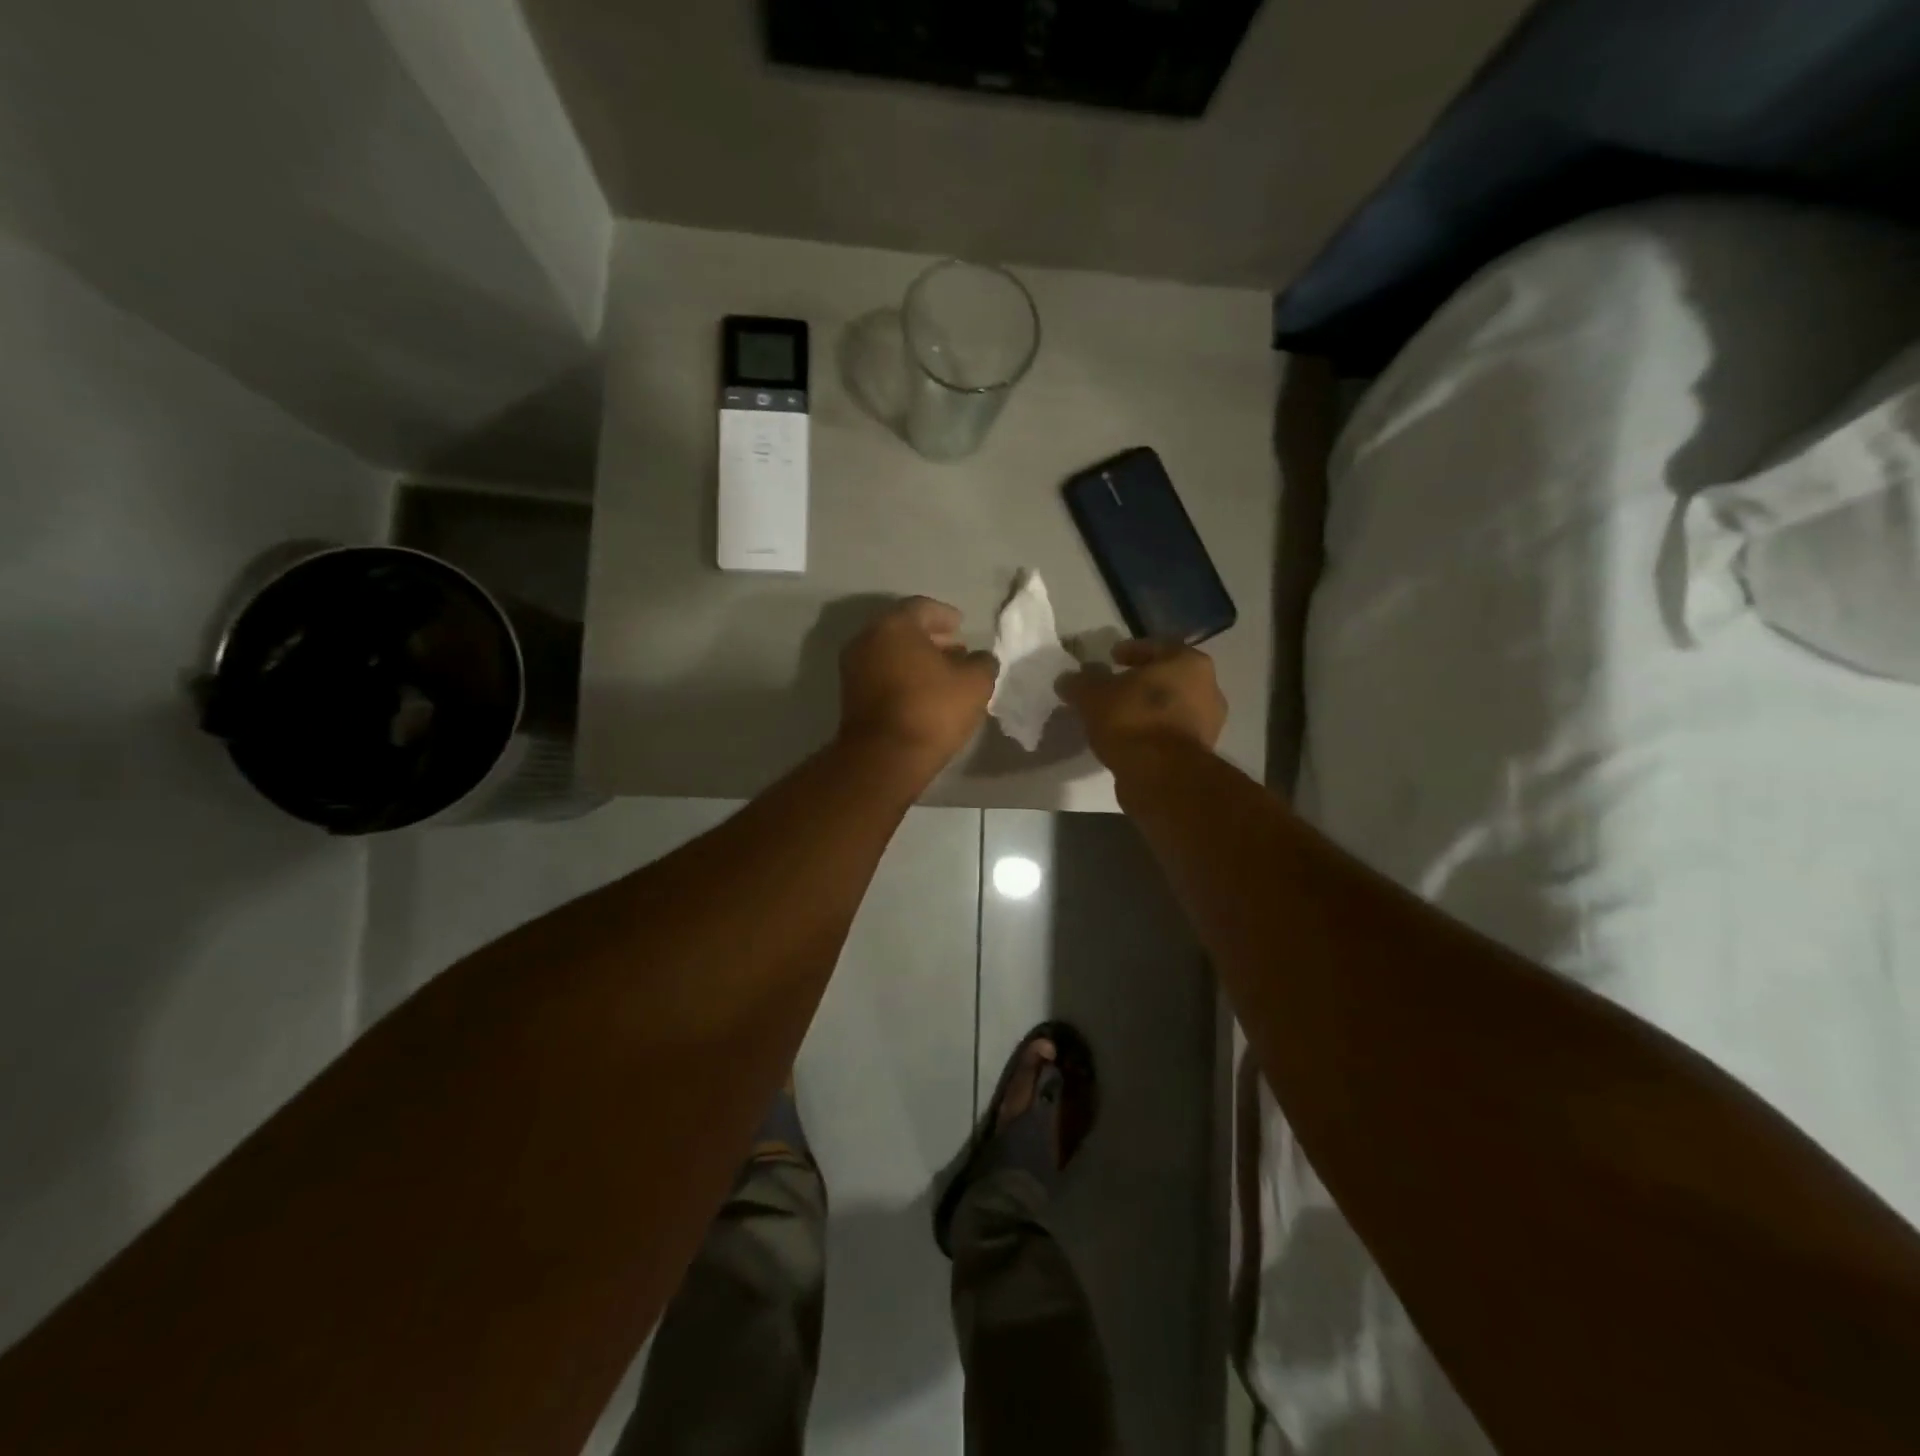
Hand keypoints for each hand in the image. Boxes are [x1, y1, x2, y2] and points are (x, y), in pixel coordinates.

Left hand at [838, 597, 998, 771]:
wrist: (885, 758)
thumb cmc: (932, 710)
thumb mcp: (975, 683)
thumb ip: (982, 662)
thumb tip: (980, 659)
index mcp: (894, 625)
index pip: (922, 607)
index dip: (945, 615)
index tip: (962, 626)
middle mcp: (866, 639)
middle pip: (903, 629)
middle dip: (931, 638)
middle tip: (956, 650)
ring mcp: (853, 668)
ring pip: (890, 653)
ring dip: (916, 659)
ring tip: (944, 674)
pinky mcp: (850, 696)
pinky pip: (881, 674)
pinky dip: (901, 675)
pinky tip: (923, 693)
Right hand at [1057, 639, 1226, 770]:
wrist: (1161, 776)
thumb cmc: (1132, 720)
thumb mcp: (1093, 695)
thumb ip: (1080, 682)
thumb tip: (1068, 679)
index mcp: (1189, 663)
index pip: (1157, 647)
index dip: (1130, 651)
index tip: (1110, 658)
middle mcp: (1208, 689)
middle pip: (1166, 678)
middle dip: (1139, 683)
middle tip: (1112, 688)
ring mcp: (1207, 724)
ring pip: (1169, 708)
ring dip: (1145, 710)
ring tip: (1115, 717)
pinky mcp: (1199, 754)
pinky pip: (1168, 733)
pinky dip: (1150, 733)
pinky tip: (1127, 739)